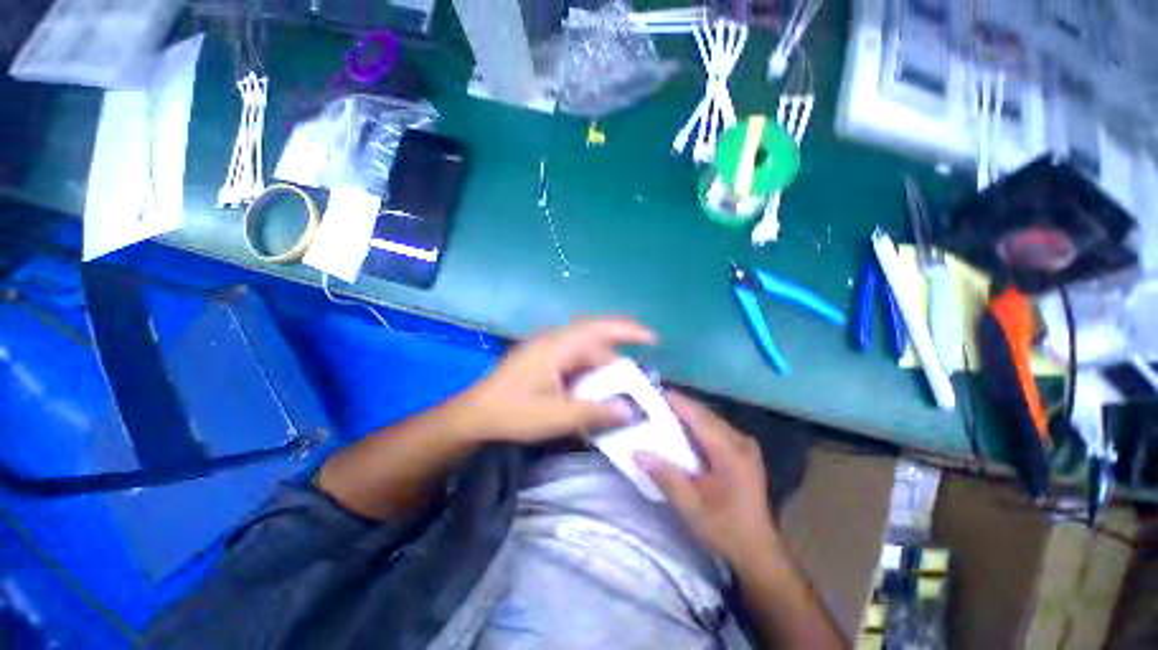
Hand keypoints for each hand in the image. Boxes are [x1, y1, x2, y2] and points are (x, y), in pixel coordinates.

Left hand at [452, 318, 655, 443]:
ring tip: (619, 391)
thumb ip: (595, 412)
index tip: (652, 338)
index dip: (628, 330)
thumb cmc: (512, 412)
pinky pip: (574, 362)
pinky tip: (594, 392)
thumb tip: (630, 411)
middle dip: (617, 359)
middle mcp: (554, 341)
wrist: (474, 416)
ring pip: (585, 353)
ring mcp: (547, 350)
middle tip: (637, 379)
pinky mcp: (543, 361)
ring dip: (602, 370)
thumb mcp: (556, 416)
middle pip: (594, 342)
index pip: (599, 328)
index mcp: (557, 346)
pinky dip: (589, 375)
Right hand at [635, 392, 780, 567]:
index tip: (651, 392)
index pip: (699, 416)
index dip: (676, 401)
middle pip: (705, 414)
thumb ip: (665, 476)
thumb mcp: (691, 506)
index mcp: (731, 451)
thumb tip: (636, 452)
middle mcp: (741, 441)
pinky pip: (715, 429)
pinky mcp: (743, 452)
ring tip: (661, 413)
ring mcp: (745, 445)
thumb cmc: (725, 530)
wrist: (759, 553)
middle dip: (678, 406)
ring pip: (710, 419)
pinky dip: (696, 425)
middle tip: (651, 403)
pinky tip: (681, 430)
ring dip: (687, 414)